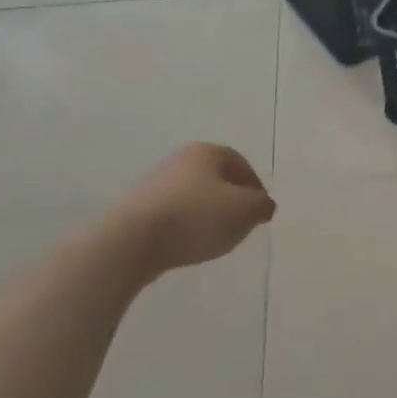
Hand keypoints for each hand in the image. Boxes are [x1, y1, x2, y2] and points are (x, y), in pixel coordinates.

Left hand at [107, 143, 275, 279]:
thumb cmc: (198, 216)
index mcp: (206, 152)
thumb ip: (262, 205)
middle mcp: (179, 161)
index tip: (260, 211)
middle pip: (216, 179)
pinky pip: (174, 215)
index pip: (240, 163)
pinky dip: (186, 227)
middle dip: (232, 201)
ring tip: (216, 239)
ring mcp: (155, 184)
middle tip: (241, 225)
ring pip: (194, 197)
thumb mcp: (247, 210)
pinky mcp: (139, 210)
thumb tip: (263, 205)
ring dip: (208, 215)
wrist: (133, 240)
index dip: (255, 187)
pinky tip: (189, 245)